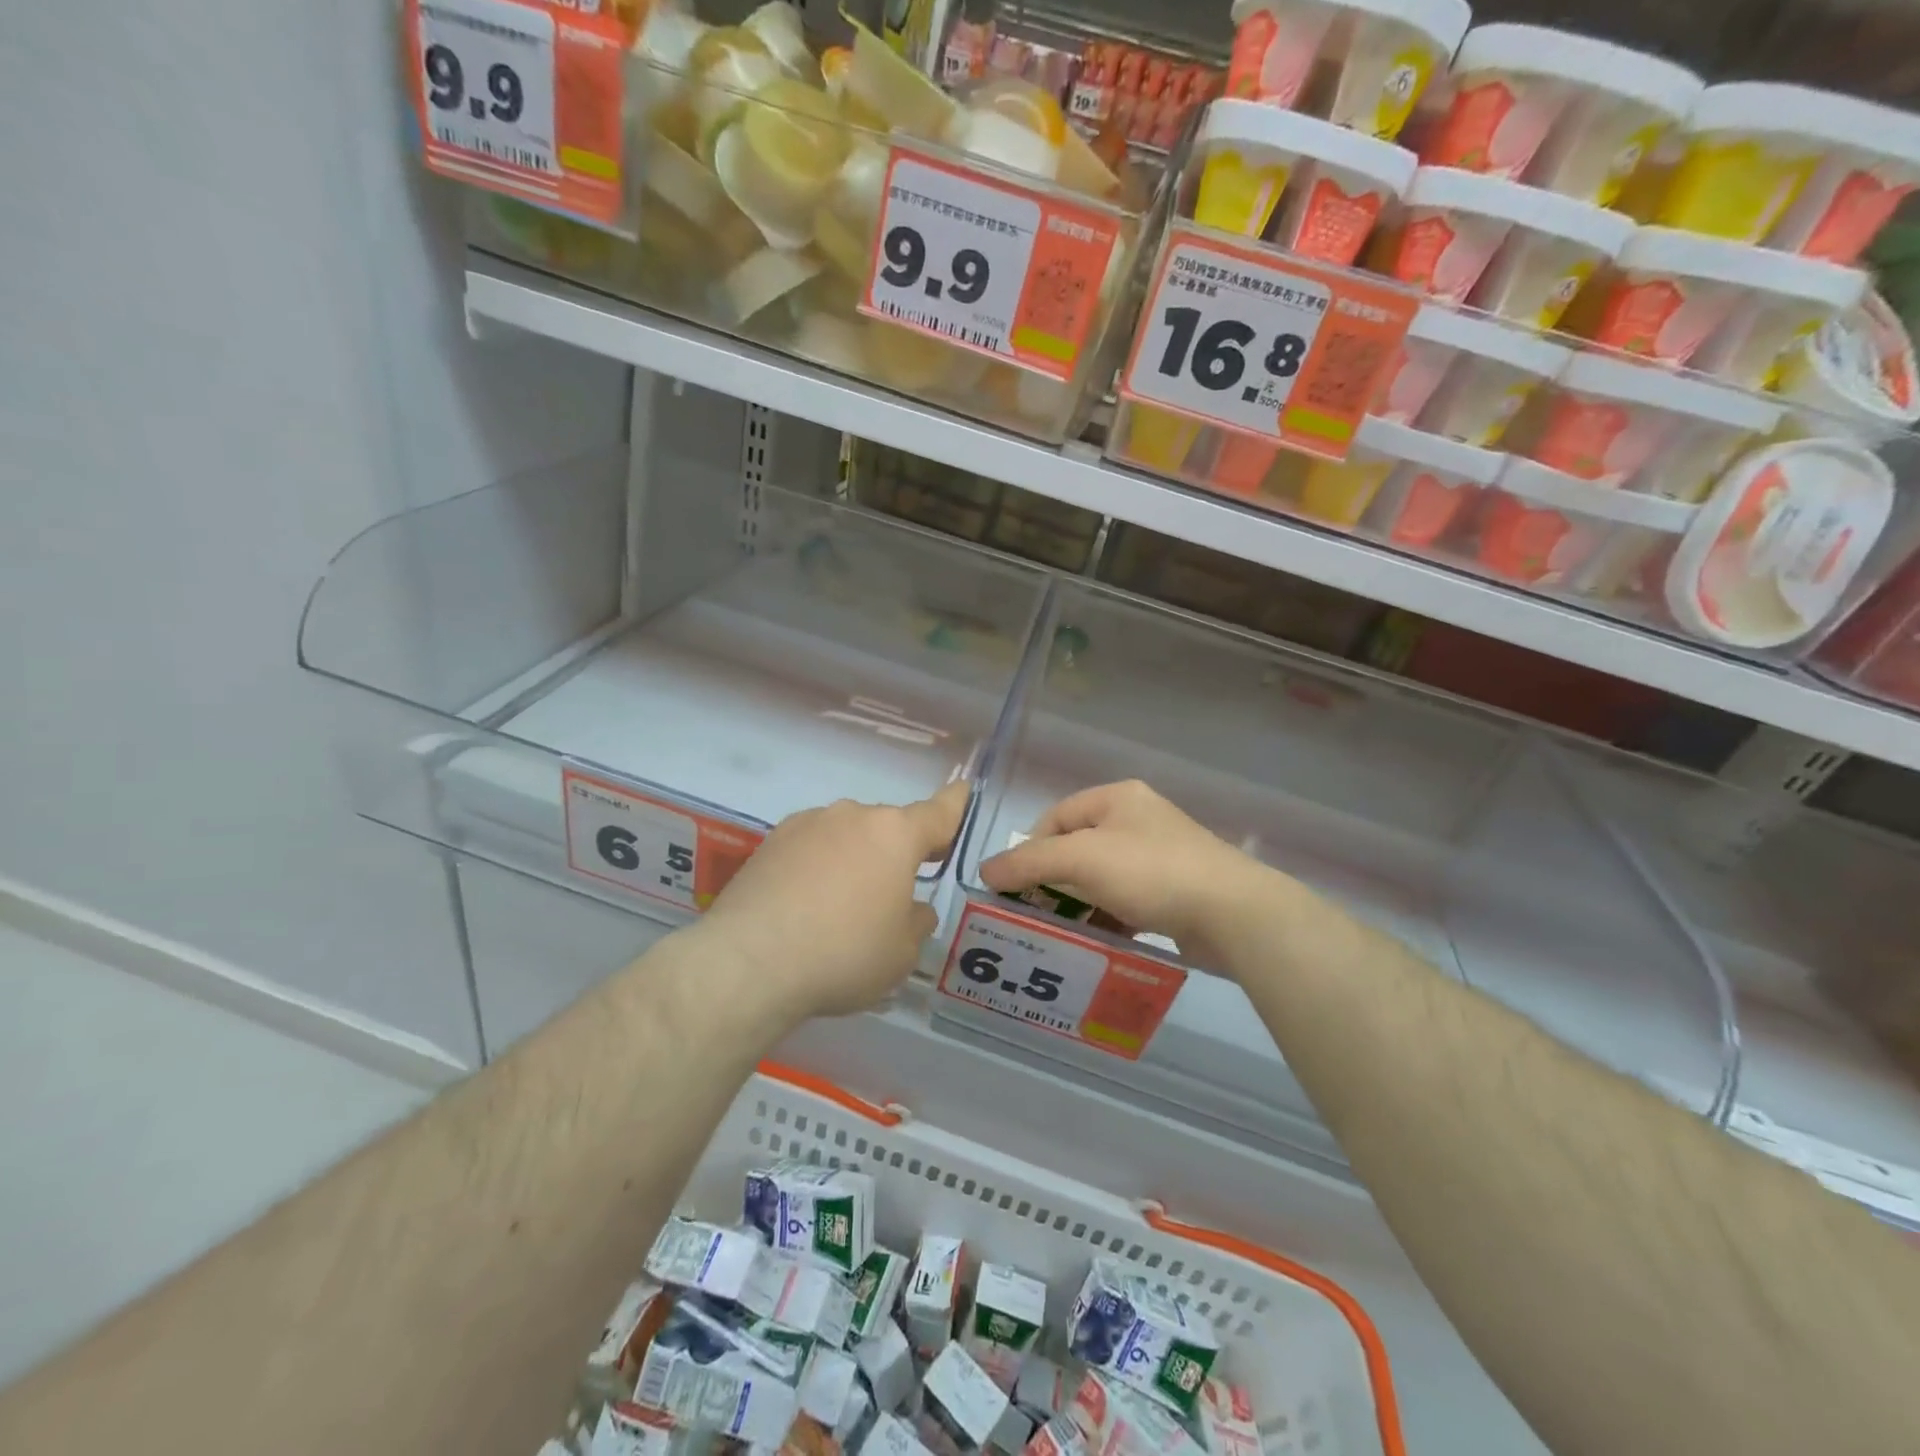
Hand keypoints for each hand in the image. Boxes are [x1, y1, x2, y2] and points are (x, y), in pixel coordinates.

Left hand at [690, 781, 968, 1025]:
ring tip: (844, 904)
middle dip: (897, 851)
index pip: (938, 812)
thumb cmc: (844, 953)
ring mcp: (807, 824)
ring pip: (847, 835)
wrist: (751, 962)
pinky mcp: (770, 842)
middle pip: (888, 827)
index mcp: (895, 834)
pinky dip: (819, 865)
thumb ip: (916, 922)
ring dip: (856, 858)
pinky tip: (807, 903)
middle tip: (896, 889)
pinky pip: (811, 848)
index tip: (962, 789)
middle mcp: (853, 816)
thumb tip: (912, 908)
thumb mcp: (901, 952)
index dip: (954, 804)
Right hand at [979, 780, 1289, 975]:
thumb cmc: (1151, 872)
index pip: (1056, 817)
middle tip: (1033, 914)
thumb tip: (985, 871)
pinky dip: (1107, 920)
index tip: (1015, 888)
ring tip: (1061, 934)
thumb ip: (1029, 862)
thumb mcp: (1081, 859)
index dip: (1030, 850)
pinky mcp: (1174, 892)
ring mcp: (1159, 857)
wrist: (1233, 913)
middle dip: (1053, 882)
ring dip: (1079, 905)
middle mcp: (1138, 821)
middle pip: (1077, 849)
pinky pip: (1126, 903)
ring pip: (1101, 879)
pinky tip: (1097, 943)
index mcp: (1117, 799)